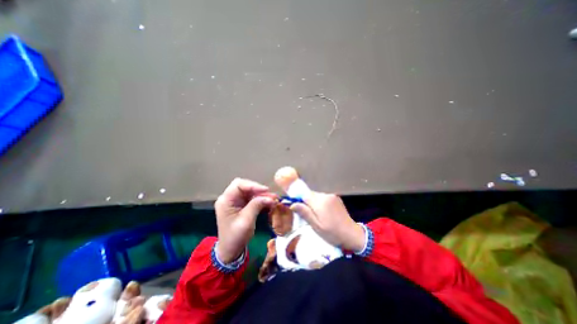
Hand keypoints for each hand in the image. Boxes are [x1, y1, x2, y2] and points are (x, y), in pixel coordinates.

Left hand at [214, 179, 276, 263]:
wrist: (230, 250)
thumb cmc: (235, 237)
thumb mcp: (246, 221)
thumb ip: (256, 205)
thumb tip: (269, 197)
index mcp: (226, 200)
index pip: (239, 184)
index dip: (253, 185)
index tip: (266, 190)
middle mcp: (229, 198)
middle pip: (245, 187)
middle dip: (259, 190)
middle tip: (271, 196)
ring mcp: (235, 202)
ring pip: (250, 192)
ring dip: (262, 195)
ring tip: (273, 199)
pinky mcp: (241, 206)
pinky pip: (252, 198)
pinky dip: (261, 200)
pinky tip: (269, 203)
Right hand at [291, 192, 366, 252]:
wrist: (352, 234)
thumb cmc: (332, 233)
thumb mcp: (316, 226)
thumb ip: (305, 213)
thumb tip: (292, 204)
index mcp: (320, 202)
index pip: (304, 194)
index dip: (298, 198)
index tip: (296, 205)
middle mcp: (325, 195)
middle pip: (310, 194)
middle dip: (306, 202)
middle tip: (307, 215)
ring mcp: (332, 196)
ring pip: (316, 196)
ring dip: (313, 203)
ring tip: (317, 215)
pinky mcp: (336, 198)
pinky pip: (323, 198)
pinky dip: (320, 203)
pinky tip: (324, 213)